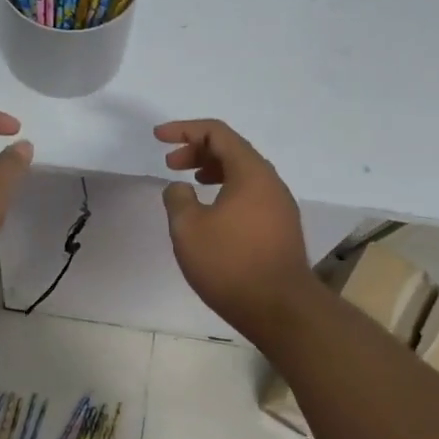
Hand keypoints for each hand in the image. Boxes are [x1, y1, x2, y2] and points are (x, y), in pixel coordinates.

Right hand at [155, 119, 318, 339]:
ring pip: (243, 174)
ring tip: (190, 183)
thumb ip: (177, 199)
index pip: (217, 133)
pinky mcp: (281, 227)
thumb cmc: (230, 263)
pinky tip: (212, 212)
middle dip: (197, 150)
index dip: (184, 129)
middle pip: (232, 150)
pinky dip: (226, 190)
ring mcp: (280, 205)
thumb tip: (179, 188)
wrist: (280, 309)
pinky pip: (250, 194)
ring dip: (212, 171)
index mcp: (251, 172)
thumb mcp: (188, 229)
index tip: (158, 137)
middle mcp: (270, 182)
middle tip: (170, 163)